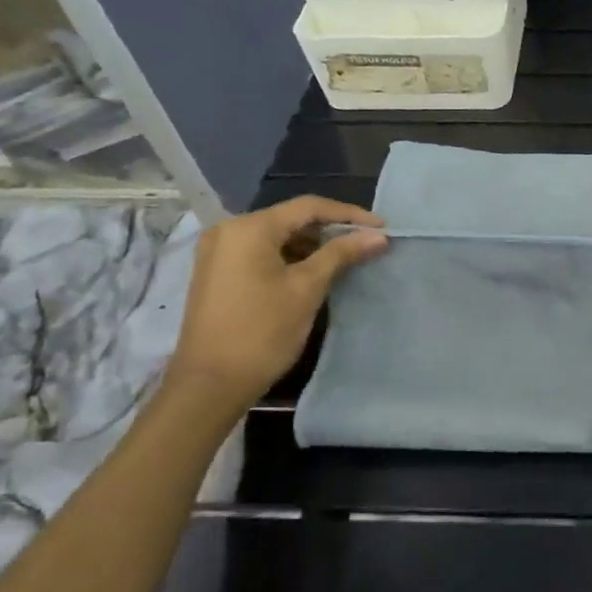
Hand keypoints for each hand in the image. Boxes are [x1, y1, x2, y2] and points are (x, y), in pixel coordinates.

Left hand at [164, 196, 386, 412]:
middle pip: (291, 219)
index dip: (349, 215)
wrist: (210, 385)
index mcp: (249, 228)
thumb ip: (342, 254)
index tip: (382, 228)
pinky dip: (290, 258)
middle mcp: (229, 230)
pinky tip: (314, 272)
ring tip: (346, 259)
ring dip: (312, 245)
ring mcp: (219, 252)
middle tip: (367, 244)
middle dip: (331, 230)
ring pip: (277, 236)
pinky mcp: (217, 273)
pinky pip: (262, 252)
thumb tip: (378, 236)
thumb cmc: (262, 332)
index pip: (309, 207)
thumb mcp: (307, 288)